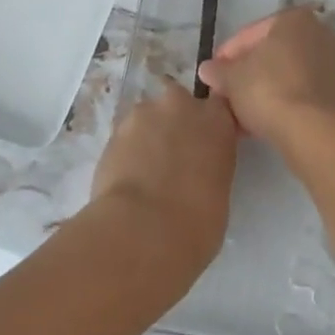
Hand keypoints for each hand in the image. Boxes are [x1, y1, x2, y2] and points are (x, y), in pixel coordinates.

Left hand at [92, 79, 237, 274]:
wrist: (143, 230)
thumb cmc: (196, 223)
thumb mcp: (219, 192)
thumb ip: (210, 167)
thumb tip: (197, 172)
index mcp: (216, 119)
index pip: (217, 106)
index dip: (208, 124)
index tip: (204, 144)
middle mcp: (182, 104)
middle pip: (179, 103)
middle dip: (175, 123)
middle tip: (172, 158)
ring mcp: (145, 113)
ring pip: (149, 118)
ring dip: (149, 136)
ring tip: (144, 172)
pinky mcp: (115, 129)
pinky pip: (126, 136)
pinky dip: (127, 151)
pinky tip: (126, 179)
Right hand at [198, 5, 334, 148]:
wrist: (312, 130)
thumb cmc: (268, 89)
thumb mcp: (232, 79)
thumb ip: (219, 71)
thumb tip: (207, 69)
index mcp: (293, 18)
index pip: (251, 33)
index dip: (227, 55)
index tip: (212, 75)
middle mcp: (318, 32)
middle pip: (271, 53)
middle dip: (246, 74)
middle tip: (225, 94)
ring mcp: (332, 62)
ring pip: (286, 73)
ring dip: (262, 90)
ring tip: (238, 113)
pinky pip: (300, 90)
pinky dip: (281, 101)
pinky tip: (259, 122)